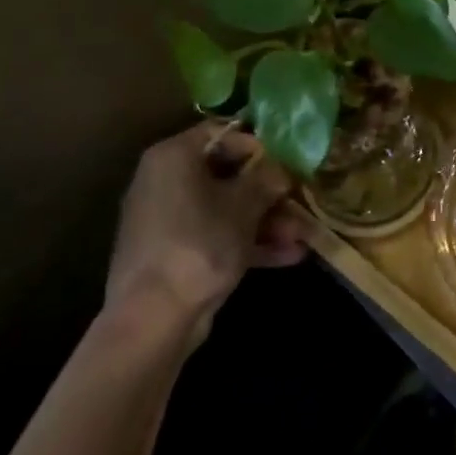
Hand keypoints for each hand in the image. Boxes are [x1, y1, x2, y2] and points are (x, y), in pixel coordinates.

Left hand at [104, 122, 308, 344]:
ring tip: (303, 235)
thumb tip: (283, 169)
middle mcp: (165, 181)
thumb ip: (268, 178)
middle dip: (270, 192)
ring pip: (226, 209)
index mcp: (173, 157)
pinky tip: (289, 255)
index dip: (260, 144)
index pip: (223, 133)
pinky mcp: (174, 254)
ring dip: (267, 220)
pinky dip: (248, 243)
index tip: (288, 161)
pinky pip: (216, 236)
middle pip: (228, 174)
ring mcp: (168, 220)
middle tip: (301, 200)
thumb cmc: (199, 244)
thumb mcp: (245, 205)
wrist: (151, 321)